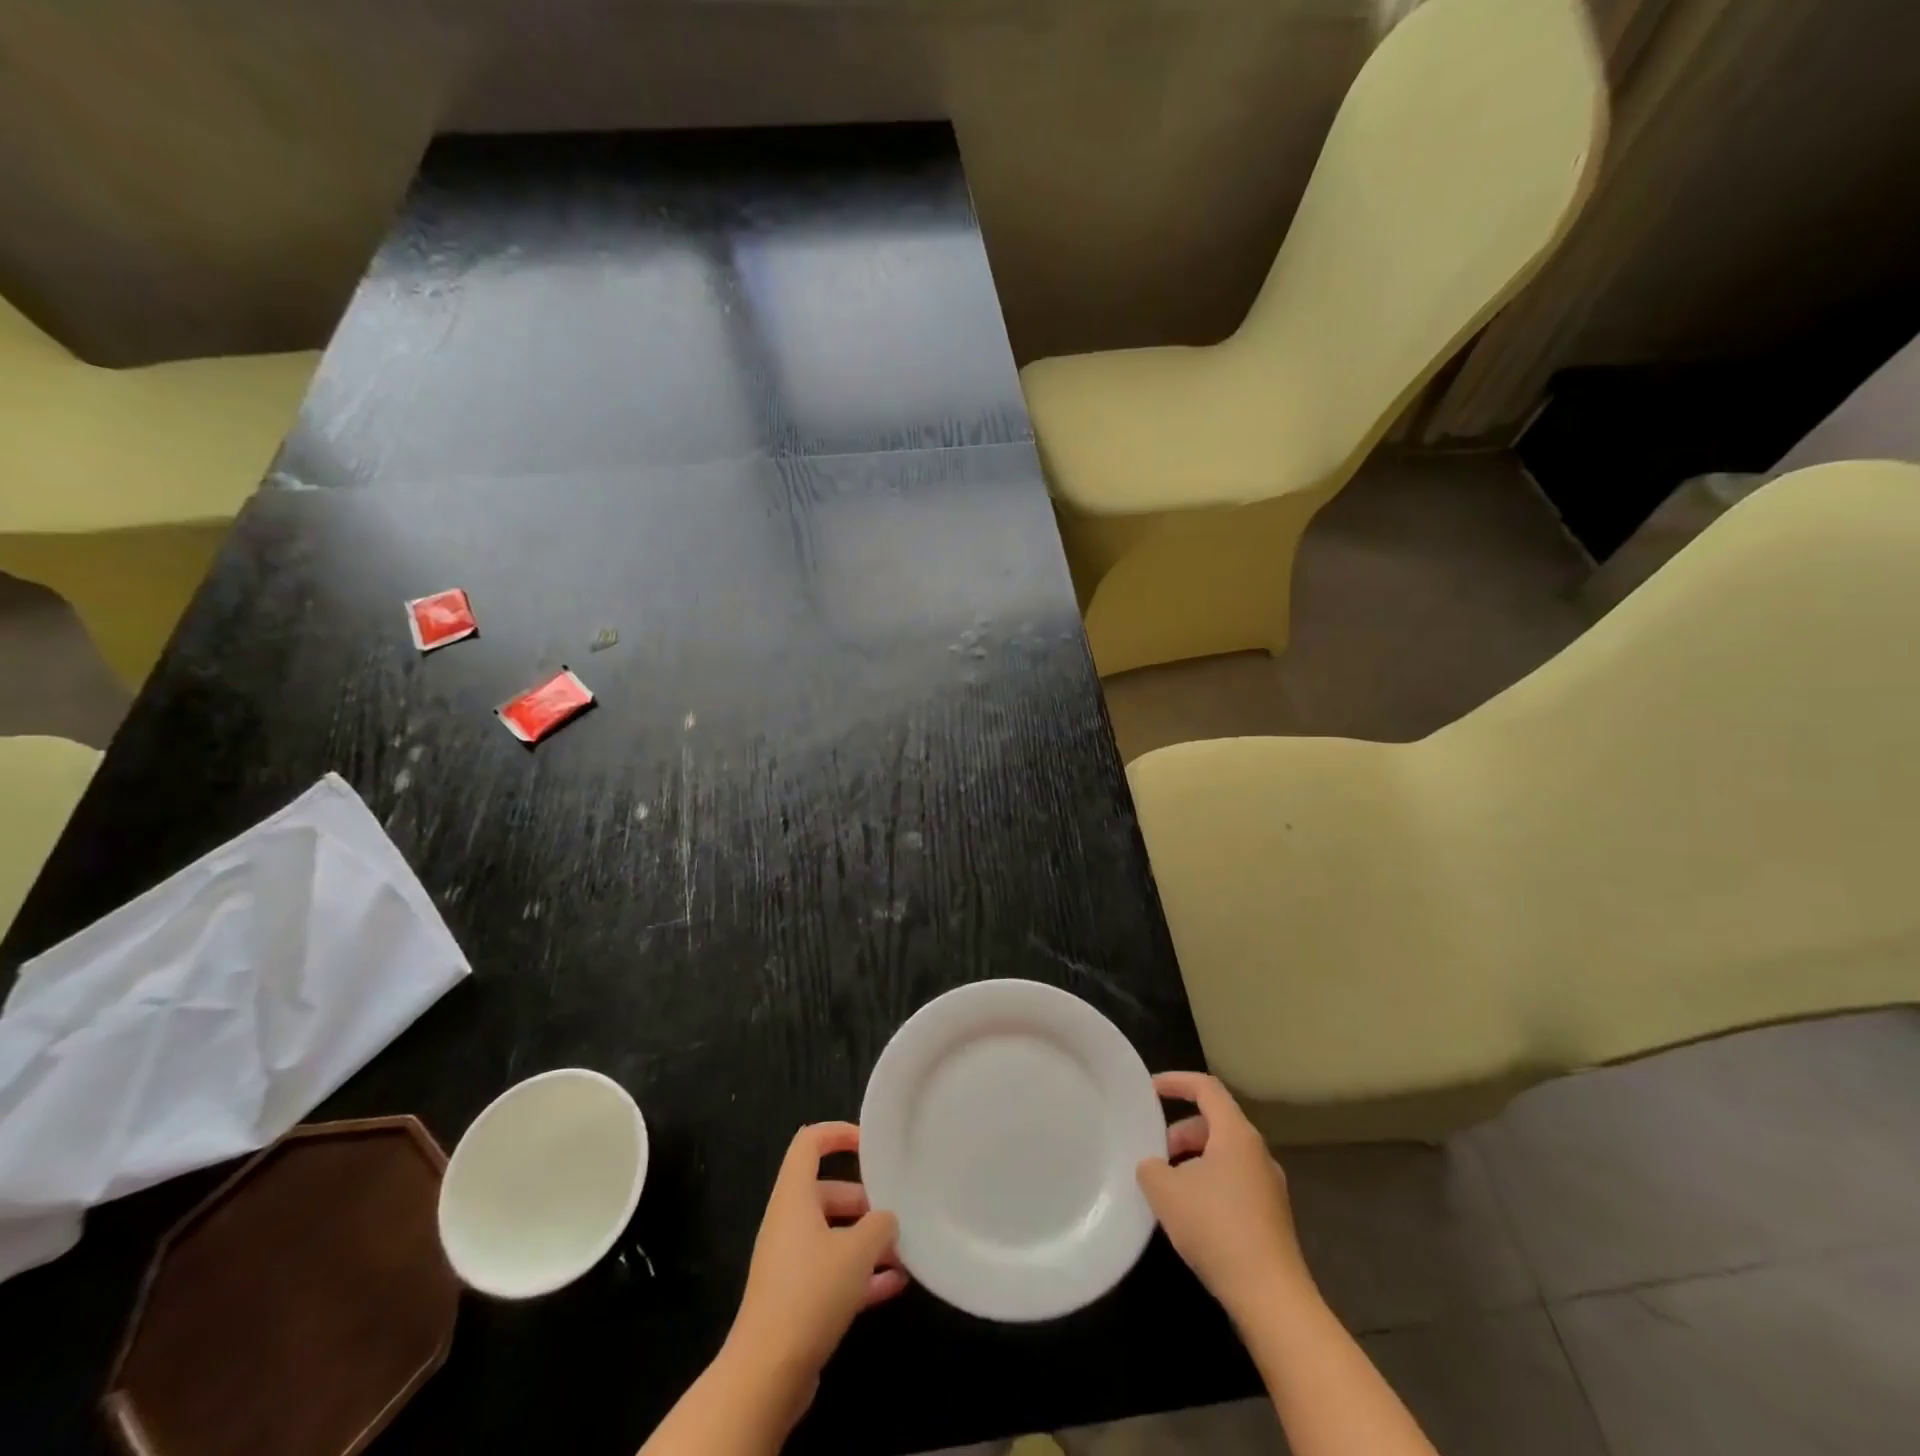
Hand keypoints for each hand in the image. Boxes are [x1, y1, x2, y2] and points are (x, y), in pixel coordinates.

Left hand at [722, 1123, 906, 1417]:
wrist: (766, 1375)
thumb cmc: (810, 1292)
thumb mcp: (857, 1250)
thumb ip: (880, 1225)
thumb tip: (886, 1219)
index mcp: (794, 1197)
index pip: (809, 1143)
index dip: (838, 1133)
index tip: (870, 1143)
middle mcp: (788, 1222)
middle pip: (828, 1192)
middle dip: (865, 1201)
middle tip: (897, 1212)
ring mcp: (790, 1263)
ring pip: (833, 1236)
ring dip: (867, 1242)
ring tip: (905, 1251)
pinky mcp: (795, 1300)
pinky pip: (832, 1273)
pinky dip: (860, 1275)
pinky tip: (895, 1286)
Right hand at [1136, 1072, 1312, 1320]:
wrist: (1272, 1299)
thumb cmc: (1217, 1229)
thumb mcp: (1166, 1192)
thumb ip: (1150, 1167)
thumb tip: (1153, 1166)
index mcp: (1236, 1134)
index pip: (1206, 1087)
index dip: (1176, 1081)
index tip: (1149, 1090)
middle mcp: (1258, 1152)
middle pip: (1214, 1123)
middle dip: (1180, 1132)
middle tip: (1155, 1155)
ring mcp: (1269, 1186)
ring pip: (1224, 1155)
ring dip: (1193, 1161)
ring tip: (1168, 1189)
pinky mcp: (1272, 1217)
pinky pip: (1234, 1182)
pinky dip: (1209, 1185)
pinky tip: (1192, 1216)